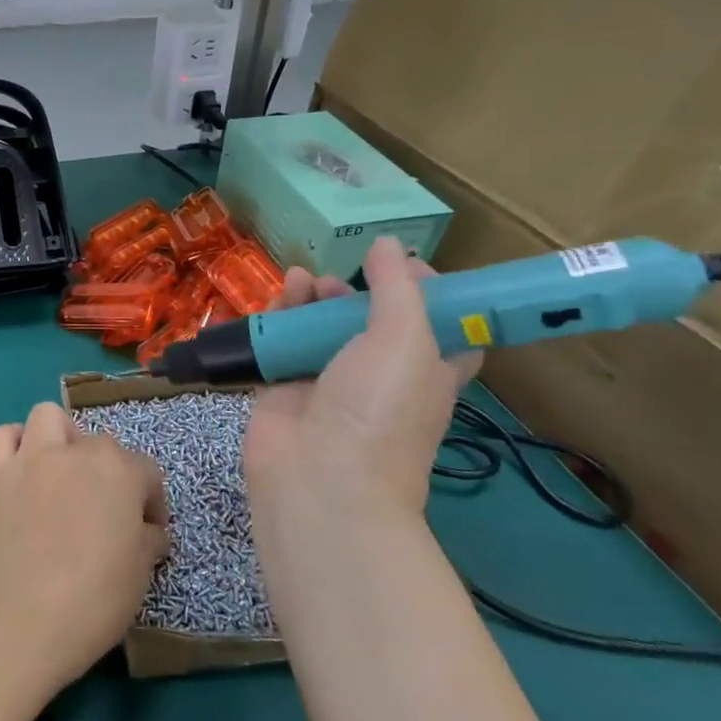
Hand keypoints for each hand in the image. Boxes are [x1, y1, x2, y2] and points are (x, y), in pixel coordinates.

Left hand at [0, 401, 168, 697]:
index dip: (151, 503)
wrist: (28, 618)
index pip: (146, 472)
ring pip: (48, 416)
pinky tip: (24, 470)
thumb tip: (148, 529)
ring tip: (64, 472)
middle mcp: (76, 452)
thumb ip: (148, 537)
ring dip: (61, 437)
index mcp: (119, 470)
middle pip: (101, 444)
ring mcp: (32, 458)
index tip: (149, 532)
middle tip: (105, 511)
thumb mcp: (142, 570)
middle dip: (109, 472)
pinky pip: (1, 437)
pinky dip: (13, 445)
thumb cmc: (97, 597)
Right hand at [244, 237, 481, 527]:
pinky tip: (279, 296)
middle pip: (371, 321)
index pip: (442, 326)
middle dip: (358, 292)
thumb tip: (391, 244)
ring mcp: (327, 381)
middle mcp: (379, 375)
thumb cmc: (378, 409)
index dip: (430, 293)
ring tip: (301, 280)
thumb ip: (397, 288)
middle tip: (344, 276)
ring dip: (314, 298)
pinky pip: (281, 341)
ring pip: (321, 327)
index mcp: (427, 371)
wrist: (318, 476)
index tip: (408, 264)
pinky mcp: (283, 386)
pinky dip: (279, 316)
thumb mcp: (405, 340)